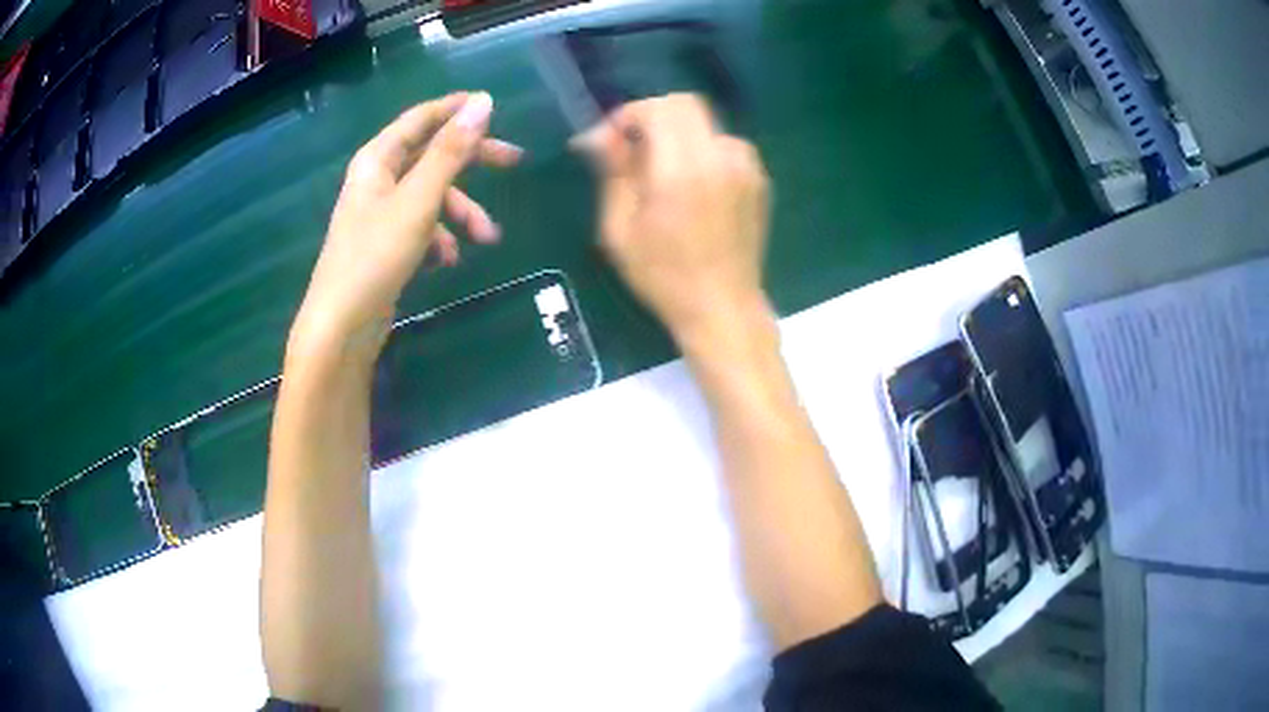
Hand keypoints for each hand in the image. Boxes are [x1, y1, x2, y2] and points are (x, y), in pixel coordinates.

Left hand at [289, 92, 522, 360]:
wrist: (341, 327)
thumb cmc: (375, 256)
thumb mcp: (419, 200)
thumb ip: (451, 151)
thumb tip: (483, 102)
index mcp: (377, 160)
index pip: (420, 119)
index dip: (454, 108)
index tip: (492, 103)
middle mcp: (378, 180)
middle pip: (431, 156)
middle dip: (471, 161)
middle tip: (514, 160)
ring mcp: (382, 214)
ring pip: (432, 196)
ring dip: (461, 212)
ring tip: (486, 238)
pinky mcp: (387, 244)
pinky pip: (422, 227)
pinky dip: (441, 238)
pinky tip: (448, 260)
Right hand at [584, 94, 771, 345]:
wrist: (722, 307)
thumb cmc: (663, 276)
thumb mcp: (620, 229)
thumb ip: (613, 172)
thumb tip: (598, 134)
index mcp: (682, 168)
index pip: (660, 107)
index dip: (629, 114)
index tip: (610, 140)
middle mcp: (721, 156)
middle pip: (685, 104)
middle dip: (651, 117)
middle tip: (631, 150)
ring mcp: (746, 166)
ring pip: (705, 124)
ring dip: (677, 135)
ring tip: (659, 171)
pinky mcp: (759, 179)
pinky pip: (724, 145)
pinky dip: (701, 150)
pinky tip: (690, 184)